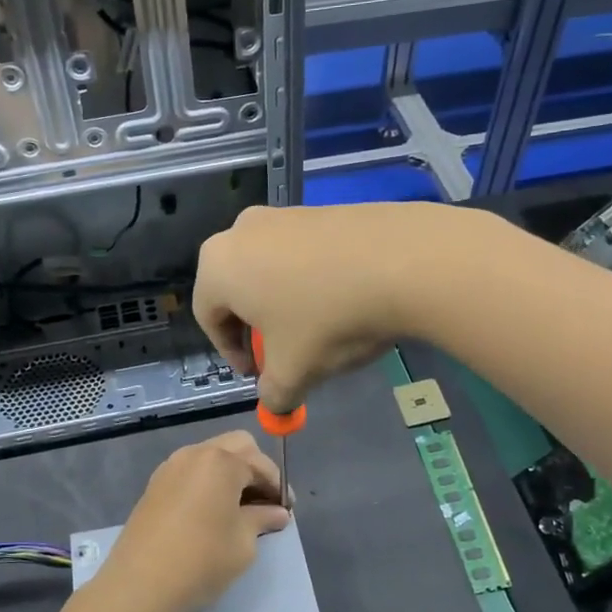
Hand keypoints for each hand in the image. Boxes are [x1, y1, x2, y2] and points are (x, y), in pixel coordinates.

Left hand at [98, 431, 290, 611]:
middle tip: (265, 503)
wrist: (138, 585)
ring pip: (211, 456)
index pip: (261, 464)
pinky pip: (191, 471)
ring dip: (231, 473)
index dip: (278, 487)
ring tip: (240, 508)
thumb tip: (278, 513)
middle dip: (255, 468)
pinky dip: (208, 481)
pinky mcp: (155, 484)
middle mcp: (195, 453)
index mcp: (221, 461)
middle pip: (237, 446)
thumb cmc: (200, 561)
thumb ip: (262, 519)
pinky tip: (212, 511)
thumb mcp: (243, 543)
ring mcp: (170, 467)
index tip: (287, 511)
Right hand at [194, 202, 460, 411]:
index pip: (208, 318)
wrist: (403, 262)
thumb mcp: (295, 371)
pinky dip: (310, 280)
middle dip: (256, 327)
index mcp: (218, 266)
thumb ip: (274, 393)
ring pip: (269, 269)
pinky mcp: (321, 209)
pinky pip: (301, 253)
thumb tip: (276, 402)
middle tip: (281, 353)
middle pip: (236, 290)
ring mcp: (283, 214)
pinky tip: (340, 300)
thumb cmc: (328, 319)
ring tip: (315, 329)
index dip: (231, 353)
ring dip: (283, 303)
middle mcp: (241, 231)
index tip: (257, 374)